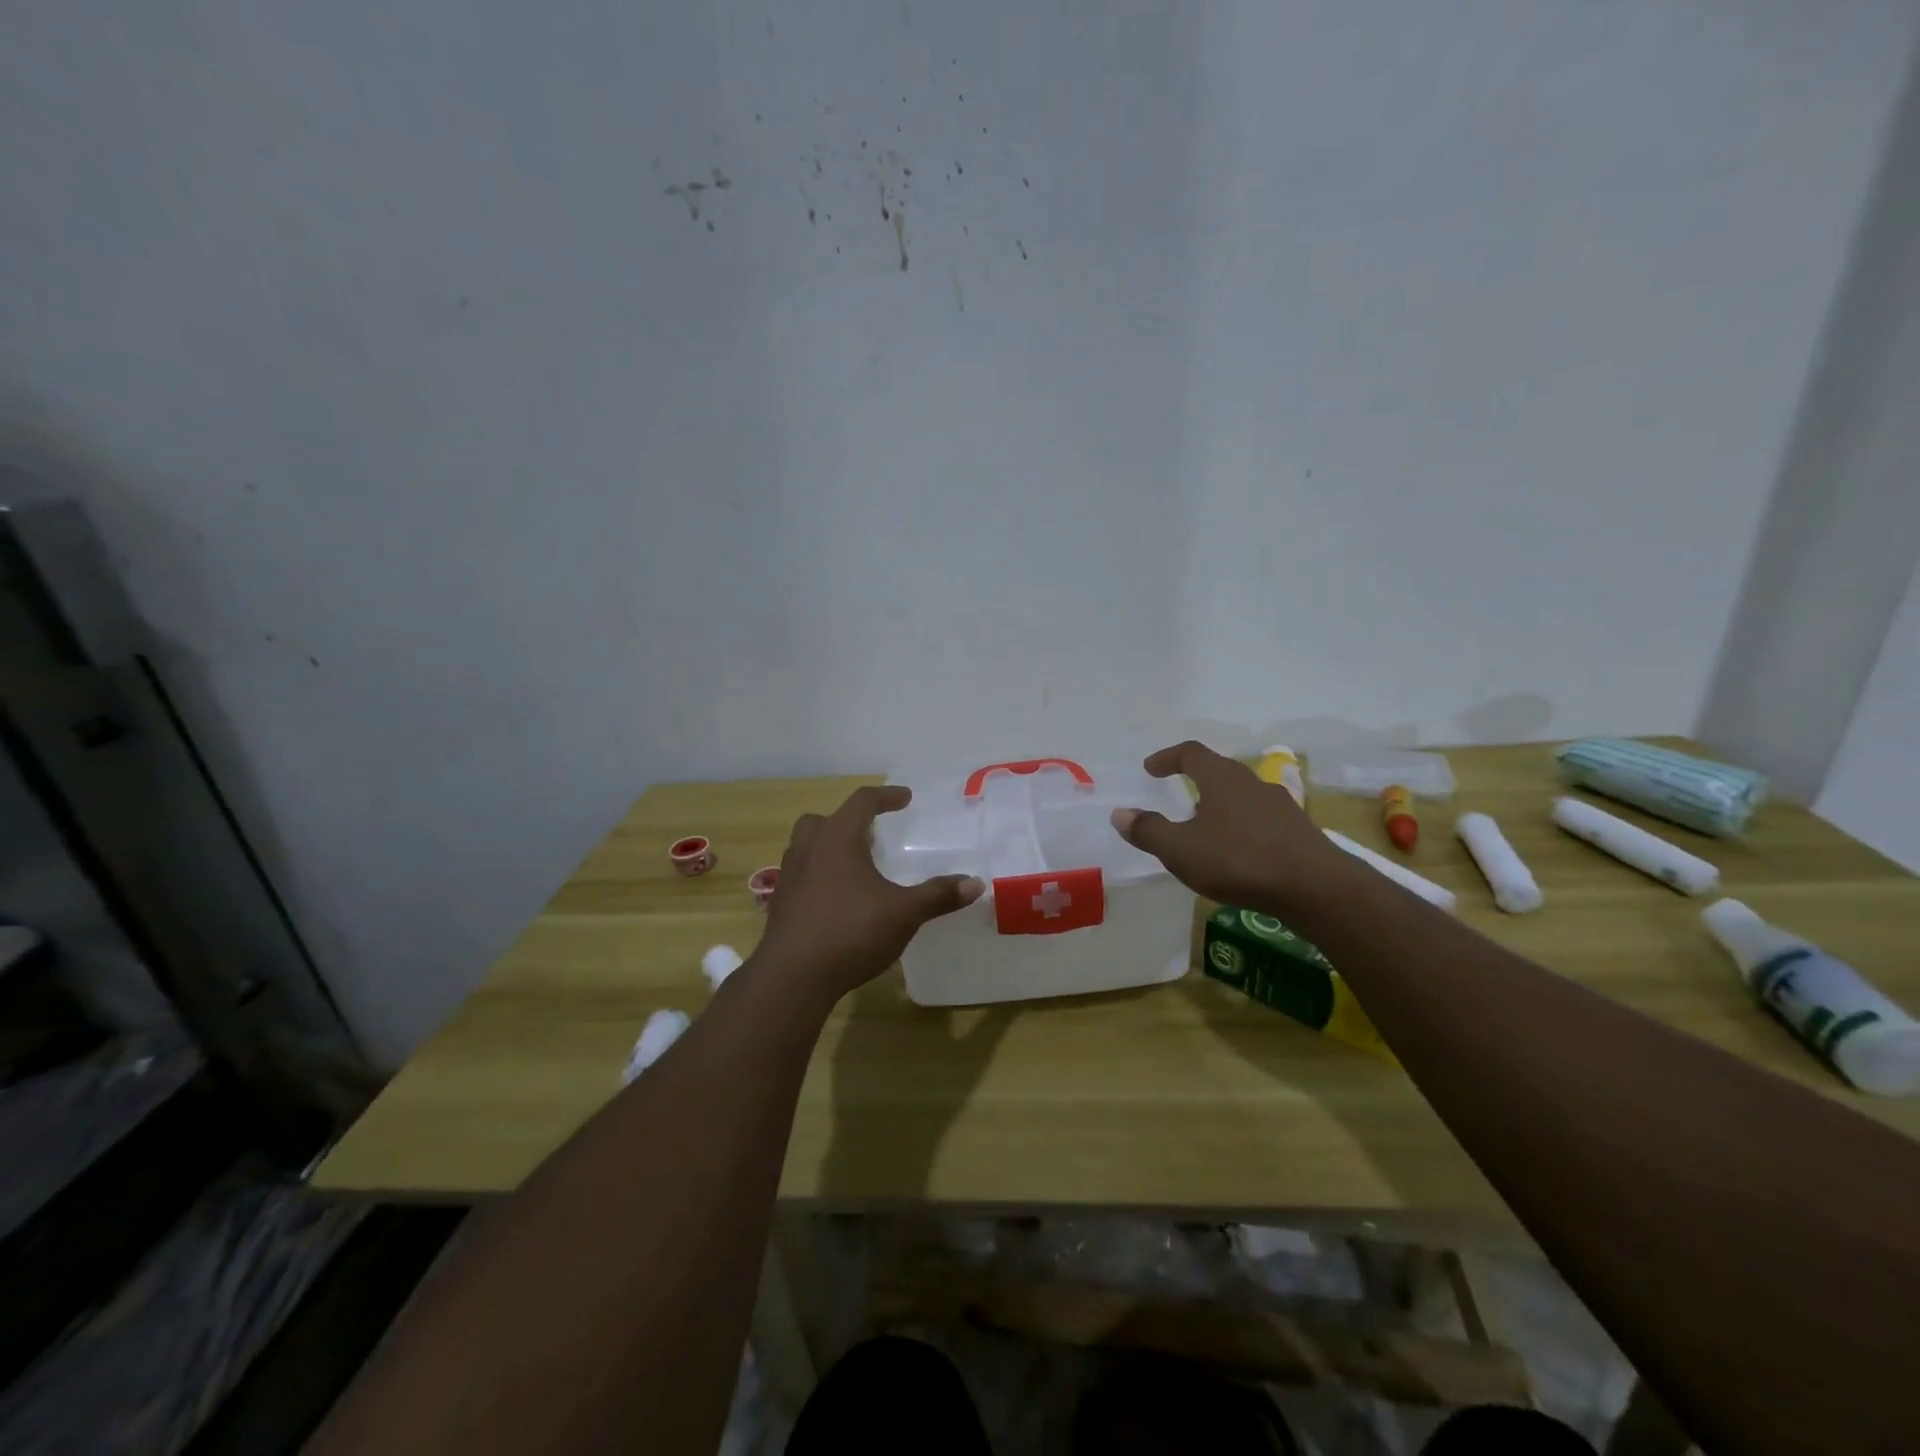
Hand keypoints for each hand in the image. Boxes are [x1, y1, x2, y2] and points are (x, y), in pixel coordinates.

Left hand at [755, 786, 983, 1006]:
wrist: (793, 977)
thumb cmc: (851, 932)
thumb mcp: (904, 913)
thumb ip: (938, 895)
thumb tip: (976, 884)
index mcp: (837, 838)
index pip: (862, 802)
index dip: (886, 797)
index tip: (905, 798)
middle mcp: (808, 849)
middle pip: (824, 820)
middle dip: (848, 821)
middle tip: (871, 835)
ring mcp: (789, 877)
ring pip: (806, 846)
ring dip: (829, 847)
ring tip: (855, 866)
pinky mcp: (780, 905)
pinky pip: (801, 875)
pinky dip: (819, 876)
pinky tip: (838, 900)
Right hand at [1110, 741, 1350, 915]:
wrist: (1316, 888)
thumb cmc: (1239, 860)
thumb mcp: (1181, 849)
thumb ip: (1149, 831)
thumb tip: (1120, 813)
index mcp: (1221, 778)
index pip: (1190, 753)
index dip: (1167, 757)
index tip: (1150, 768)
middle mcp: (1251, 783)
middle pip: (1219, 771)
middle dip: (1195, 781)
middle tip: (1176, 794)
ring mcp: (1279, 805)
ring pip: (1241, 795)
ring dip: (1219, 805)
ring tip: (1204, 828)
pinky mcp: (1297, 831)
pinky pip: (1259, 818)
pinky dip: (1240, 826)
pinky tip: (1236, 852)